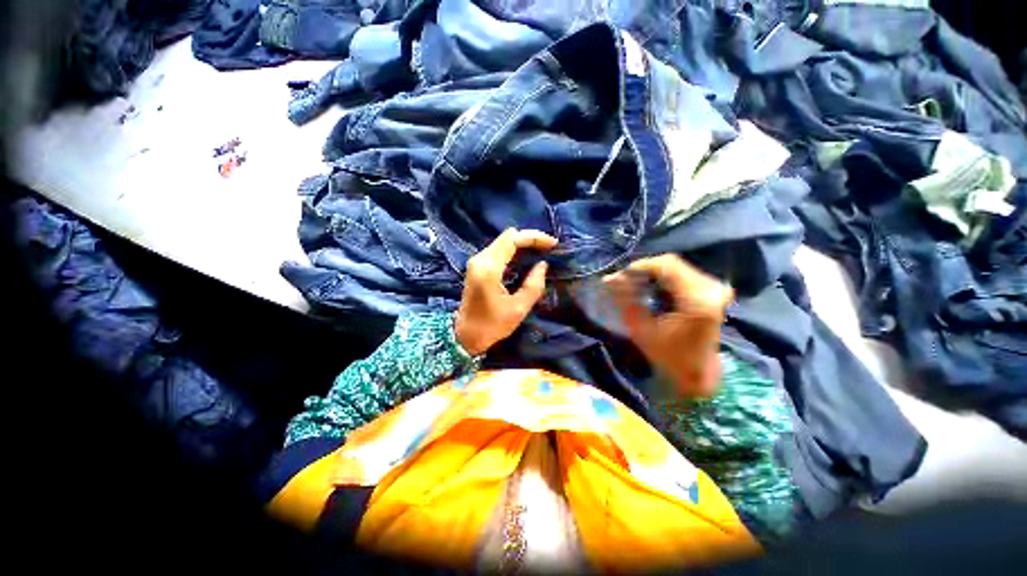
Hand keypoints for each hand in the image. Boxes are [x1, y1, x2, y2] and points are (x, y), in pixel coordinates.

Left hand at [454, 229, 557, 355]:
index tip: (552, 244)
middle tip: (548, 249)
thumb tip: (543, 264)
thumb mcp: (518, 309)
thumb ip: (533, 285)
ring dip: (522, 245)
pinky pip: (498, 251)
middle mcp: (480, 259)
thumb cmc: (492, 325)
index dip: (534, 237)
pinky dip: (514, 252)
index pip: (512, 239)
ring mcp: (477, 262)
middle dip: (530, 239)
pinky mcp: (477, 267)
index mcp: (489, 268)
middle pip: (507, 237)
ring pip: (503, 242)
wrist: (465, 336)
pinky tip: (526, 260)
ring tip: (541, 253)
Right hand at [603, 254, 733, 397]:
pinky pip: (683, 273)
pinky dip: (663, 277)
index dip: (639, 266)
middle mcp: (711, 289)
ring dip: (652, 273)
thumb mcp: (640, 330)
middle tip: (623, 280)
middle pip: (671, 263)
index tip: (619, 276)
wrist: (698, 373)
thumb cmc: (668, 356)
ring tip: (633, 284)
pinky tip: (650, 287)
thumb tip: (610, 279)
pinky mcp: (713, 291)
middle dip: (643, 270)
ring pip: (676, 266)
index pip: (666, 266)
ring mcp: (715, 288)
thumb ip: (626, 301)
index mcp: (697, 300)